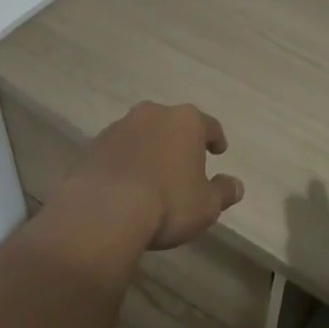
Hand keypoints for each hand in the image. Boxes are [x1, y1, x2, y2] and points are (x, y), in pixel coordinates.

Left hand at [67, 102, 243, 249]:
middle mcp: (153, 114)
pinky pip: (117, 151)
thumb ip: (223, 192)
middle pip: (172, 124)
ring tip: (153, 175)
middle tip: (184, 162)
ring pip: (142, 135)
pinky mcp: (92, 146)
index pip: (209, 125)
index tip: (218, 150)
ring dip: (149, 150)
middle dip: (179, 141)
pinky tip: (126, 184)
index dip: (215, 139)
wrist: (103, 212)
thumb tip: (236, 185)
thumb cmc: (167, 203)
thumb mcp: (206, 205)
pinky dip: (125, 162)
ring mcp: (119, 127)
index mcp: (186, 121)